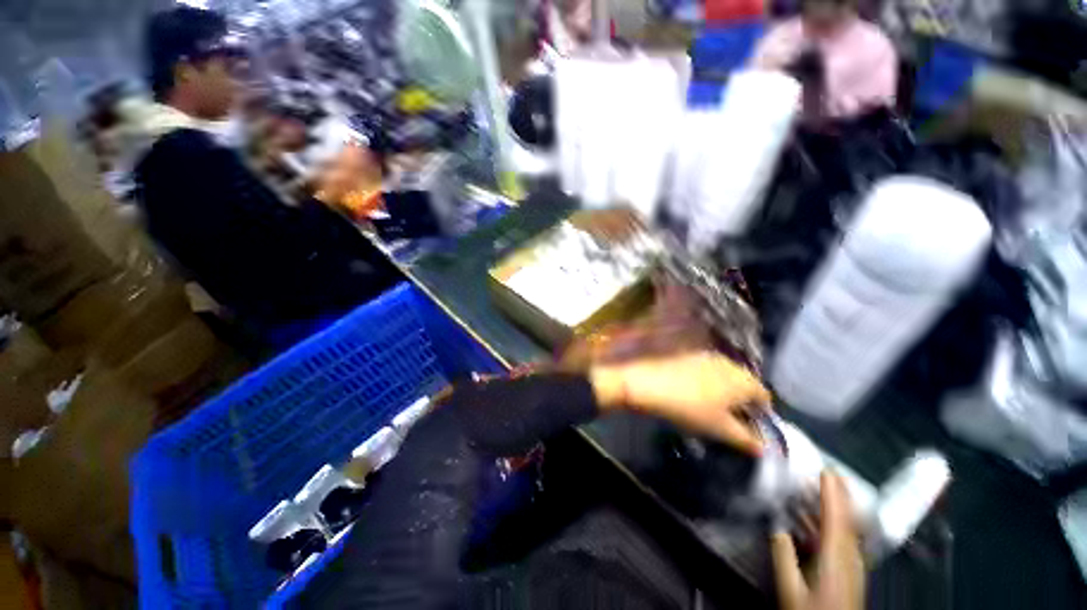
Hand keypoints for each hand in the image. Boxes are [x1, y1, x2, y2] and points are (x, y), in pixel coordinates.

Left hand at [590, 352, 771, 455]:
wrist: (647, 384)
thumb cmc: (689, 408)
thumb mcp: (720, 429)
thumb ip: (746, 439)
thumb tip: (763, 448)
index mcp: (743, 379)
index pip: (764, 396)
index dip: (761, 415)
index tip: (750, 429)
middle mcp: (729, 363)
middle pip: (745, 384)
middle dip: (743, 402)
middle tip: (730, 421)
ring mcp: (707, 356)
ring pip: (726, 377)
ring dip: (725, 392)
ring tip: (711, 409)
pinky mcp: (689, 355)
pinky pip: (708, 371)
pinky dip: (709, 383)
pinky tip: (694, 395)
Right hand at [771, 473, 864, 609]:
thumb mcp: (790, 586)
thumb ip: (783, 553)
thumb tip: (774, 522)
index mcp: (836, 556)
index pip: (836, 516)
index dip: (832, 492)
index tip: (826, 470)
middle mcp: (850, 556)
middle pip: (846, 518)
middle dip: (838, 493)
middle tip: (826, 470)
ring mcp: (853, 564)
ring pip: (847, 527)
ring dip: (834, 507)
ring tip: (817, 490)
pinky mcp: (851, 570)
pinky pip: (844, 538)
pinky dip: (833, 522)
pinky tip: (819, 521)